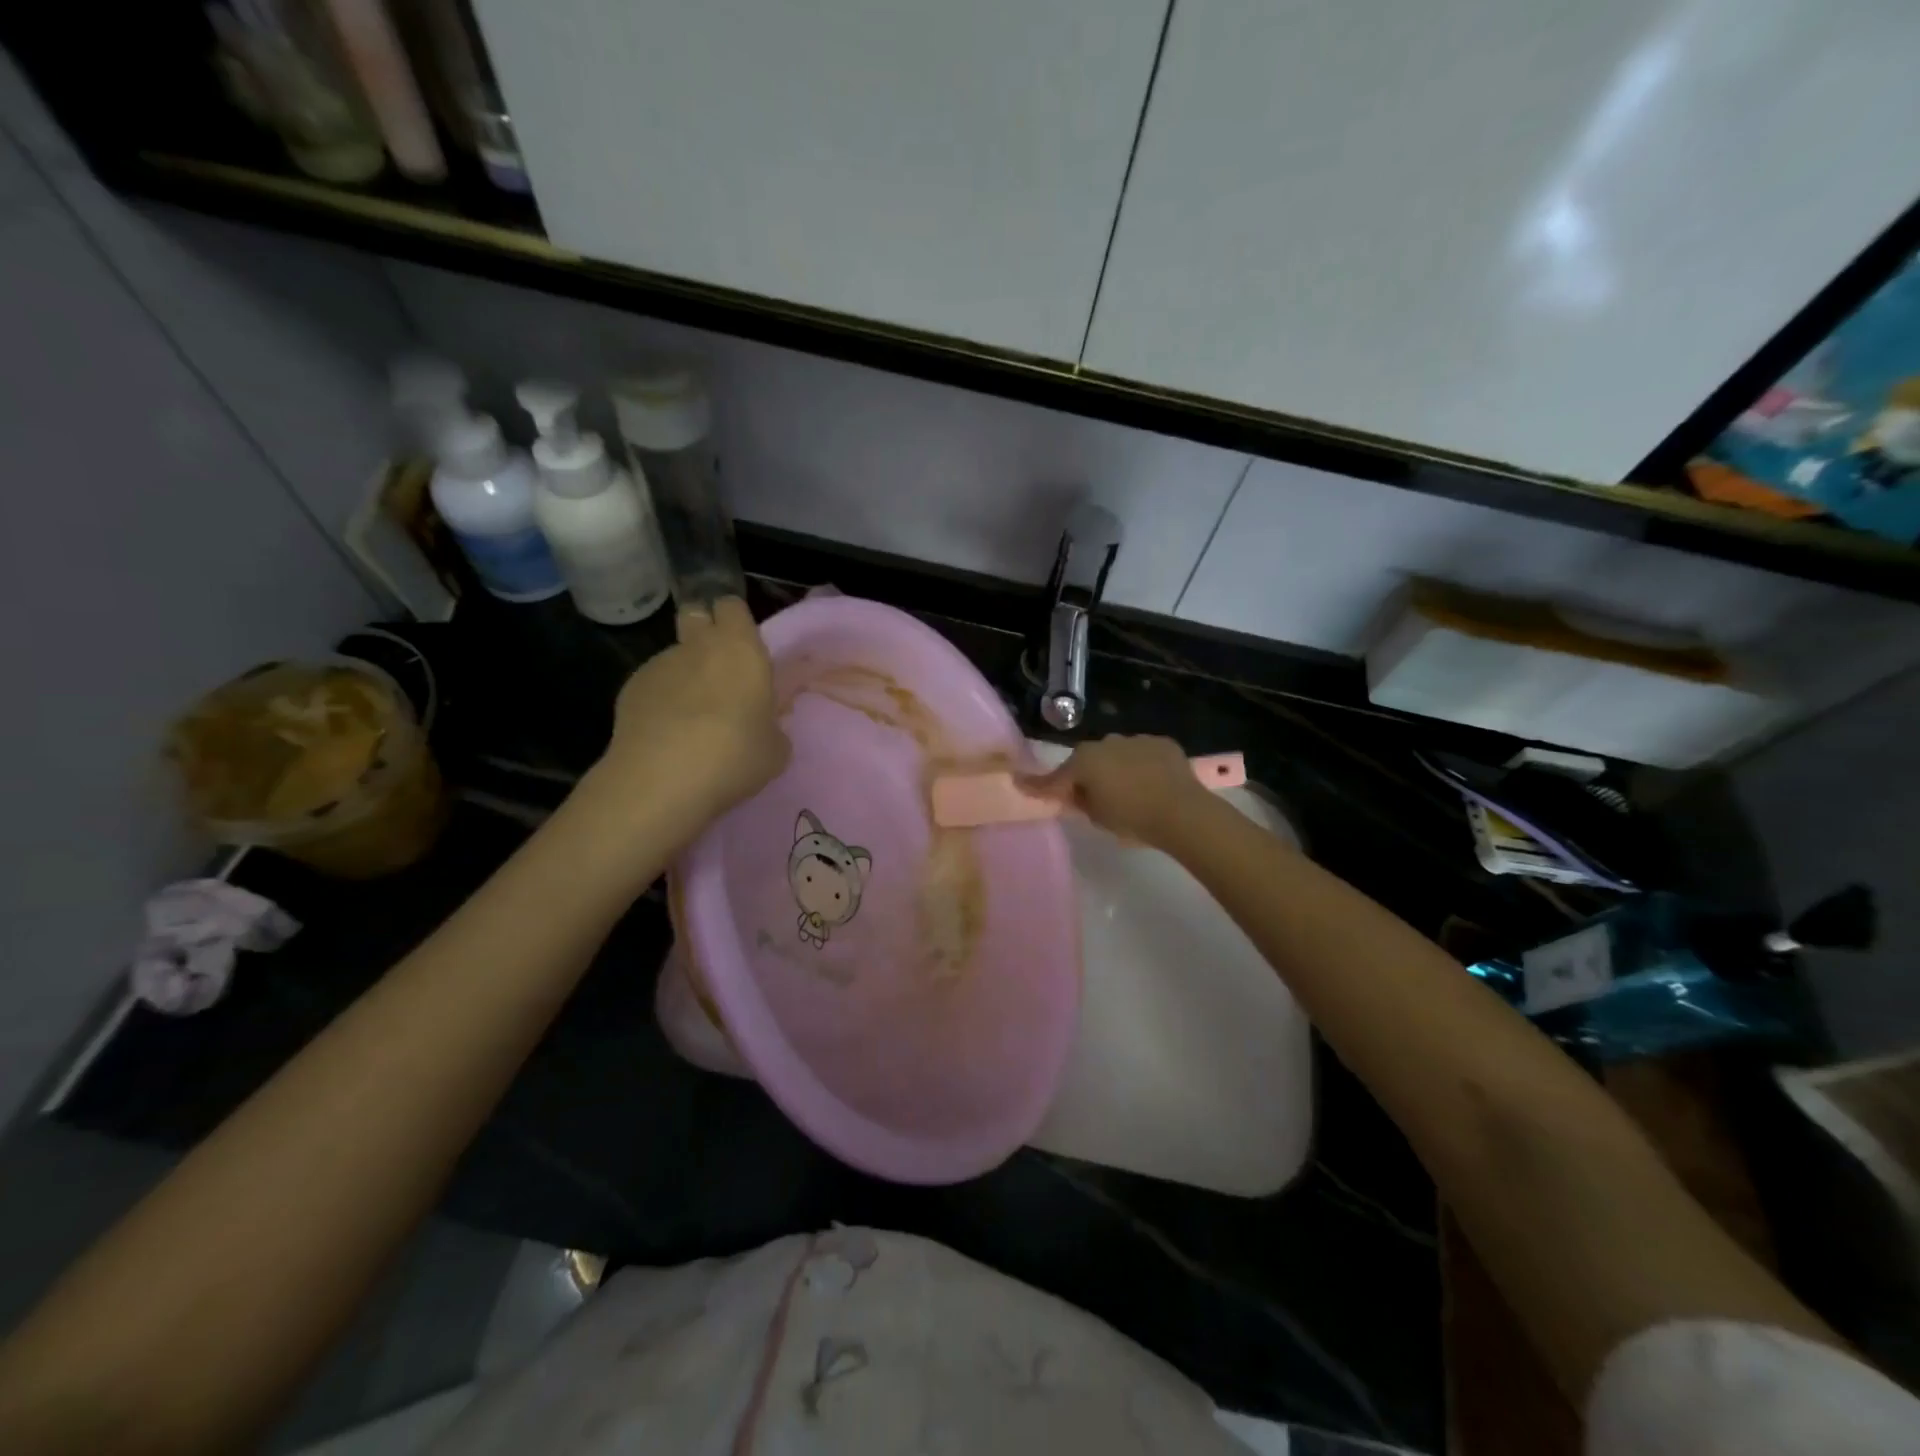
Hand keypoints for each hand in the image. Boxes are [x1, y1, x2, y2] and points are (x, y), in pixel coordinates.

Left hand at [599, 597, 788, 817]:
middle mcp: (697, 646)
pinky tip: (666, 736)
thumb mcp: (775, 749)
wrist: (662, 781)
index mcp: (740, 649)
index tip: (744, 649)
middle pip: (696, 615)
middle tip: (718, 671)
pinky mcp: (629, 690)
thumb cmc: (735, 756)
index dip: (737, 623)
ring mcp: (658, 665)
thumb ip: (771, 727)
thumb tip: (762, 726)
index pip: (733, 607)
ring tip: (691, 720)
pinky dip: (660, 702)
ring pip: (674, 657)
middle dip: (704, 632)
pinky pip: (652, 686)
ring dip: (684, 676)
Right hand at [1020, 734, 1206, 847]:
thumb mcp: (1097, 817)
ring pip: (1116, 754)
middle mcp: (1105, 743)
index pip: (1055, 778)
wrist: (1182, 812)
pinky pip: (1143, 754)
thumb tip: (1078, 793)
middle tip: (1092, 797)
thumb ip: (1081, 801)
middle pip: (1087, 760)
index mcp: (1084, 762)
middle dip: (1086, 775)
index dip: (1037, 785)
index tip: (1019, 782)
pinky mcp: (1161, 743)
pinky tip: (1153, 782)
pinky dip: (1142, 765)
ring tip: (1128, 790)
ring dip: (1116, 768)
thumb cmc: (1132, 819)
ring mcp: (1135, 739)